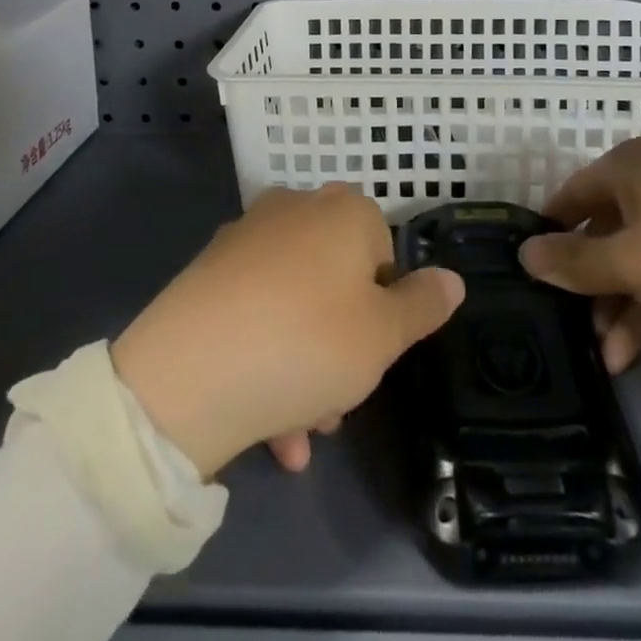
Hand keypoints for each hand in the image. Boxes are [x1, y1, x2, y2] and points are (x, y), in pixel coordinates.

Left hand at [111, 184, 464, 478]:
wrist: (187, 375)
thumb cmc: (306, 343)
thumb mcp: (383, 336)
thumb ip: (423, 306)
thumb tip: (452, 278)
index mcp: (345, 212)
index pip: (384, 254)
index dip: (384, 310)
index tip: (372, 356)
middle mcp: (297, 209)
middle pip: (337, 280)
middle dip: (343, 344)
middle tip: (337, 403)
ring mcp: (248, 236)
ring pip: (296, 303)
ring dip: (306, 364)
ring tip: (298, 431)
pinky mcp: (209, 270)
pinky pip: (255, 312)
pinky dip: (266, 356)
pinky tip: (266, 422)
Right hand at [520, 138, 640, 374]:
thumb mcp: (630, 261)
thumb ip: (573, 262)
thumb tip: (524, 253)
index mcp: (632, 165)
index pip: (572, 194)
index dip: (549, 231)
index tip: (526, 271)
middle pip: (603, 230)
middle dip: (584, 280)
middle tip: (563, 321)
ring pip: (634, 260)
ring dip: (614, 304)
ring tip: (599, 352)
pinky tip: (626, 355)